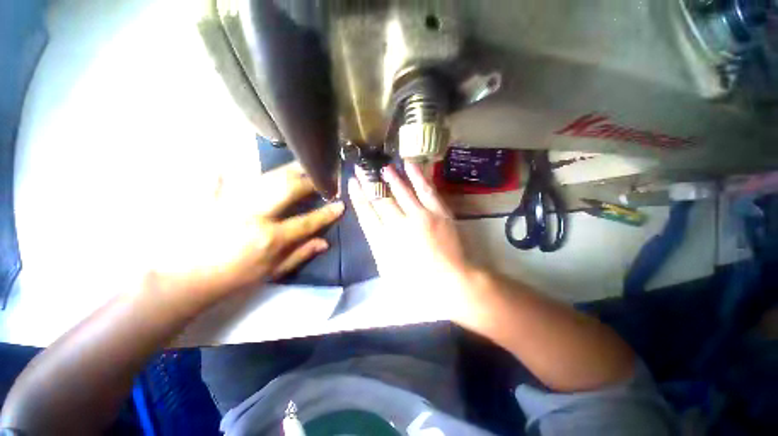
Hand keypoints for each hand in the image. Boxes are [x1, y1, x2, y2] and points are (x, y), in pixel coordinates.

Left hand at [147, 162, 343, 306]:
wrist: (185, 281)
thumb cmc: (234, 279)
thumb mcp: (272, 272)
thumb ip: (300, 254)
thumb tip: (325, 242)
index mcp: (271, 238)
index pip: (307, 221)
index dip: (327, 213)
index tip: (341, 204)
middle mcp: (254, 215)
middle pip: (288, 188)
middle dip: (310, 181)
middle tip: (323, 177)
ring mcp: (231, 202)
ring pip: (265, 177)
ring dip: (288, 169)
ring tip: (303, 165)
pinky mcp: (210, 197)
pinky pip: (222, 175)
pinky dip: (231, 166)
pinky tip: (236, 160)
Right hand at [348, 163, 474, 316]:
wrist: (451, 282)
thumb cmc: (417, 284)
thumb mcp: (388, 271)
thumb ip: (379, 247)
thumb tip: (374, 227)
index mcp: (383, 243)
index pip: (365, 214)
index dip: (357, 197)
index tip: (352, 183)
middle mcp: (398, 226)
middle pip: (380, 199)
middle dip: (369, 182)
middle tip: (362, 168)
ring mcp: (420, 217)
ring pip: (401, 191)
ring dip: (390, 177)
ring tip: (383, 166)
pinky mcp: (438, 212)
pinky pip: (425, 190)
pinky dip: (417, 176)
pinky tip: (409, 164)